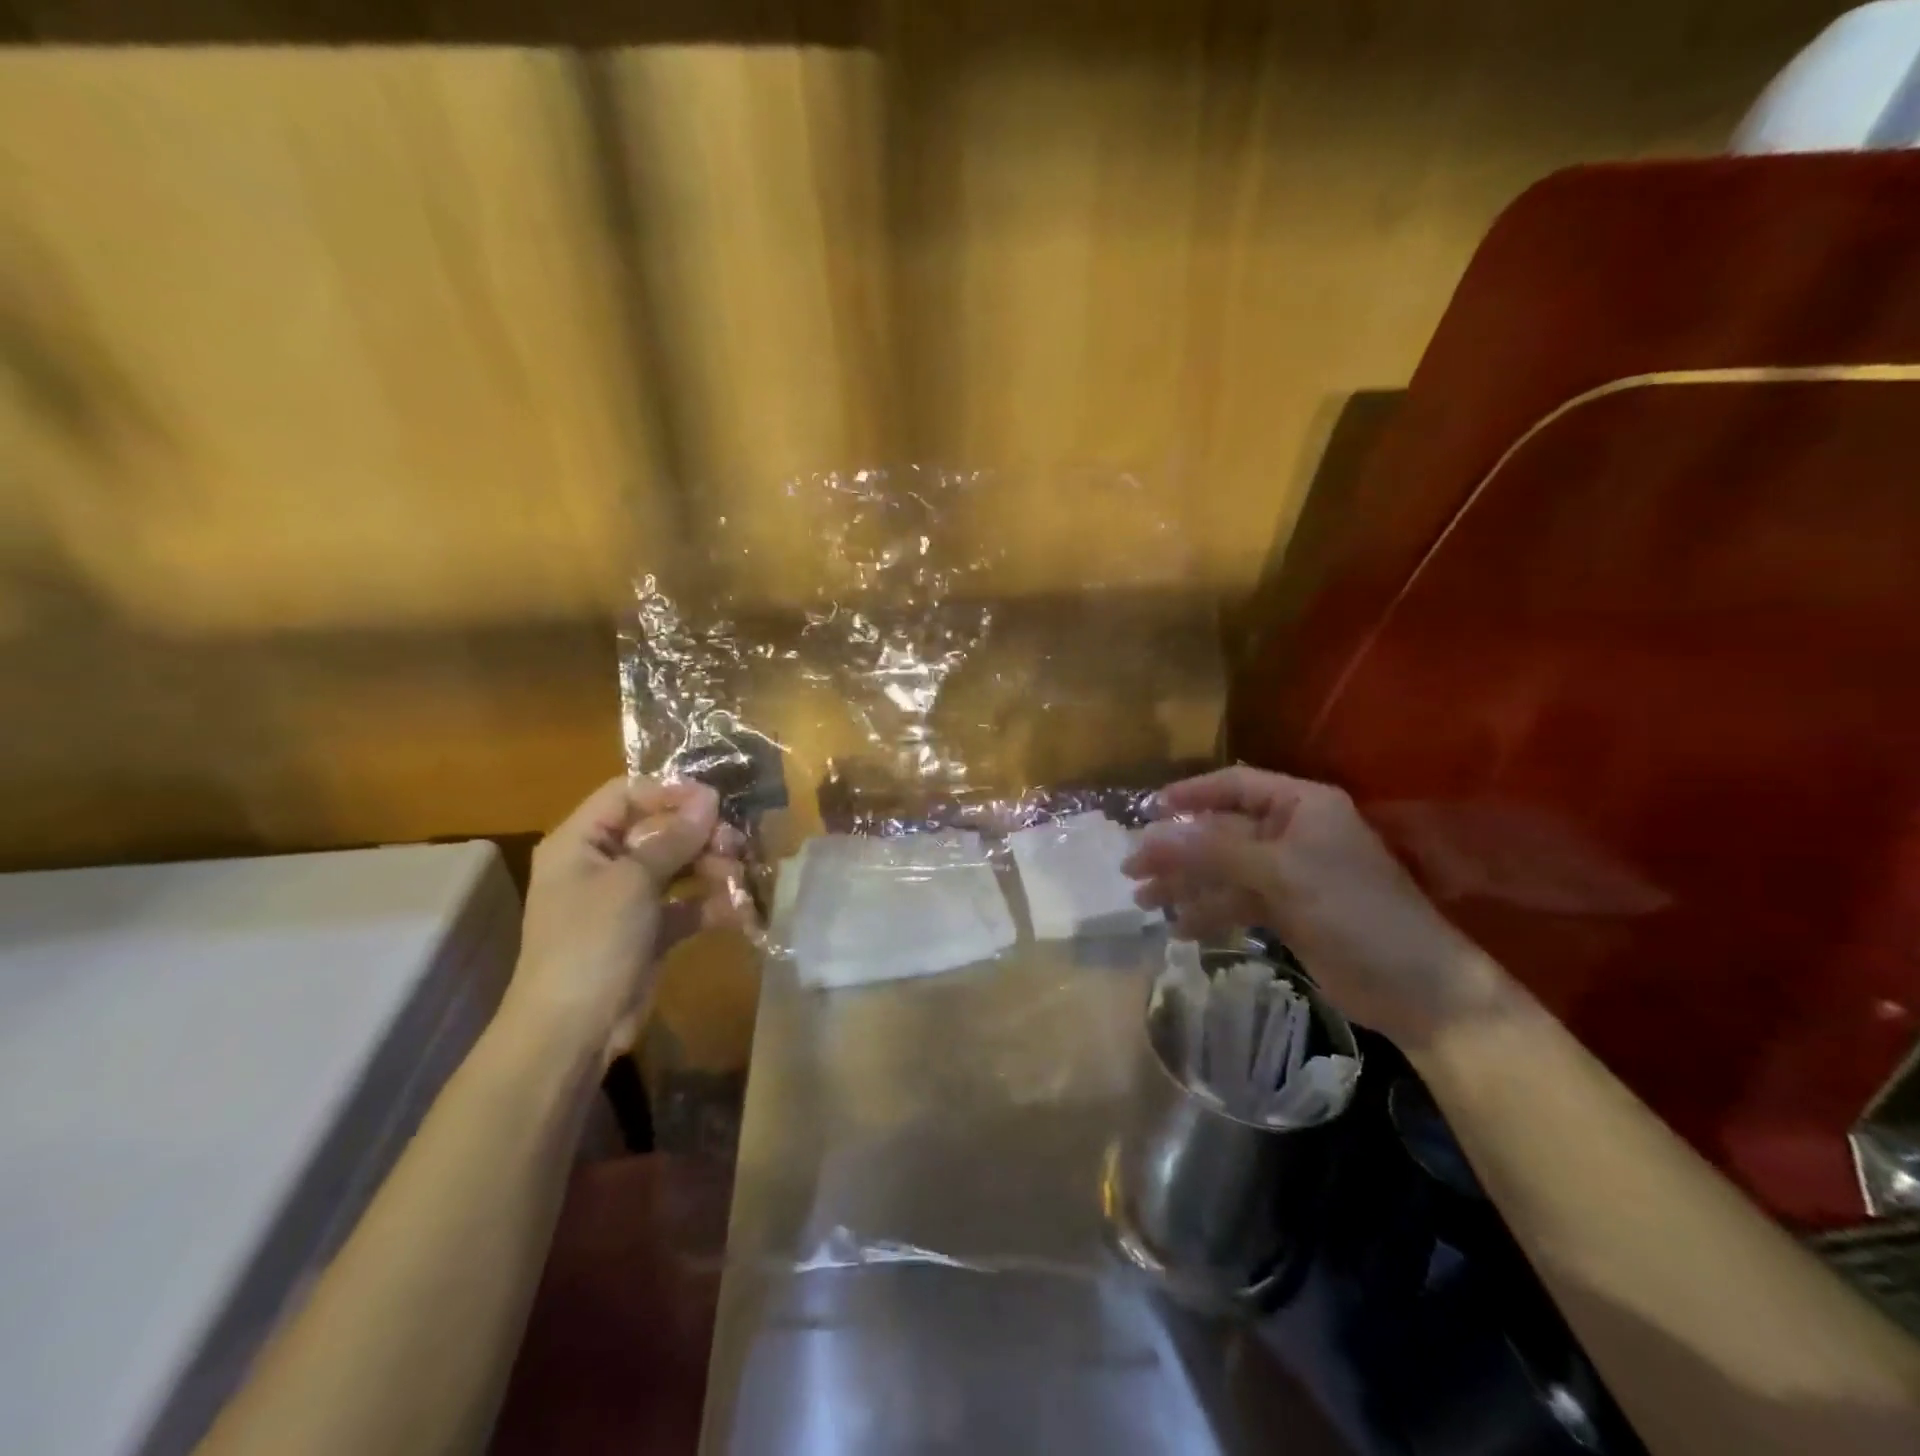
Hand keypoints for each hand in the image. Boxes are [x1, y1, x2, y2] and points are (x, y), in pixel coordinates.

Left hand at [506, 776, 746, 1064]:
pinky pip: (684, 905)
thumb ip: (674, 838)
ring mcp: (626, 900)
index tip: (715, 800)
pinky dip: (710, 904)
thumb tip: (709, 798)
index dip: (670, 791)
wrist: (572, 1031)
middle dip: (699, 834)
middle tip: (735, 843)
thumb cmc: (592, 942)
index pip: (626, 795)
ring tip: (738, 876)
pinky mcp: (648, 931)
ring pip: (677, 866)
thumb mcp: (633, 882)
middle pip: (658, 829)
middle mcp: (602, 864)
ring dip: (711, 867)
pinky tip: (739, 909)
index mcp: (580, 842)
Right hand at [1122, 766, 1509, 1046]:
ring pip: (1224, 870)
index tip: (1148, 812)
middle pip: (1221, 831)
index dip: (1189, 794)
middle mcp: (1292, 832)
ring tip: (1145, 903)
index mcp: (1300, 805)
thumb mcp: (1280, 873)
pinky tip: (1181, 929)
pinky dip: (1209, 913)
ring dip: (1186, 885)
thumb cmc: (1353, 910)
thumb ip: (1213, 851)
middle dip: (1177, 850)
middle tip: (1133, 869)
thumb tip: (1151, 836)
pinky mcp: (1286, 911)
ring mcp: (1289, 874)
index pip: (1234, 785)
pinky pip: (1237, 902)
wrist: (1417, 988)